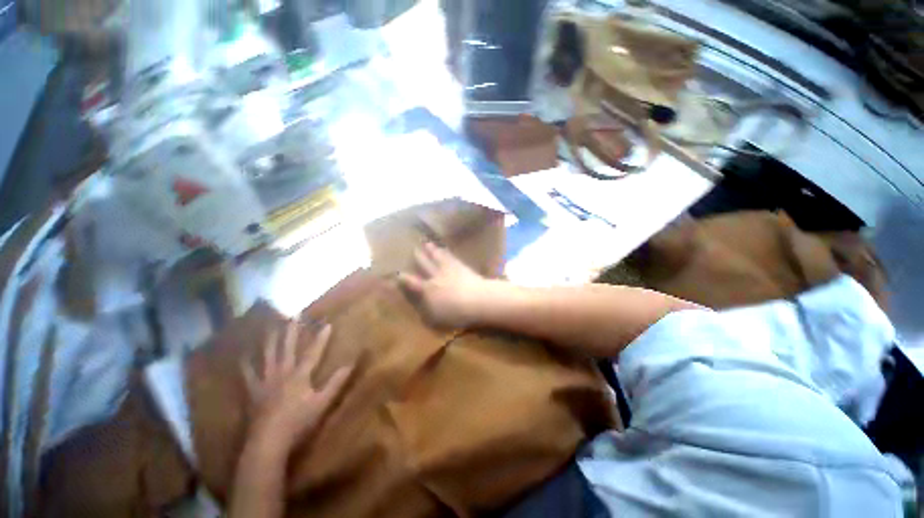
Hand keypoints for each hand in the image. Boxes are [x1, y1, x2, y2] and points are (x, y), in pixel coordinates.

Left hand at [242, 321, 352, 451]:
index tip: (327, 323)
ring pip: (267, 356)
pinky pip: (248, 375)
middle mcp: (282, 373)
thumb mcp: (323, 403)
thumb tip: (350, 364)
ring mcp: (265, 382)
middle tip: (294, 316)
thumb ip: (336, 383)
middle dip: (292, 331)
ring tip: (271, 326)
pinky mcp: (253, 392)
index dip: (321, 338)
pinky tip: (243, 356)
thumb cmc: (298, 422)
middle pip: (287, 348)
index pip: (313, 352)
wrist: (268, 443)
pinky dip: (246, 364)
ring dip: (270, 340)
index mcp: (299, 375)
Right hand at [398, 242, 491, 327]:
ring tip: (427, 244)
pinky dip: (446, 252)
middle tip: (413, 250)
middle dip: (418, 258)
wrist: (477, 300)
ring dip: (431, 250)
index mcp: (428, 290)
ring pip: (437, 257)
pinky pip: (451, 257)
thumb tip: (419, 305)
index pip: (412, 283)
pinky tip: (444, 248)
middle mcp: (436, 276)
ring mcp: (449, 269)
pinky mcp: (461, 266)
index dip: (403, 278)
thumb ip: (427, 311)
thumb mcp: (437, 318)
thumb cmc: (457, 313)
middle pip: (425, 265)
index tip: (396, 273)